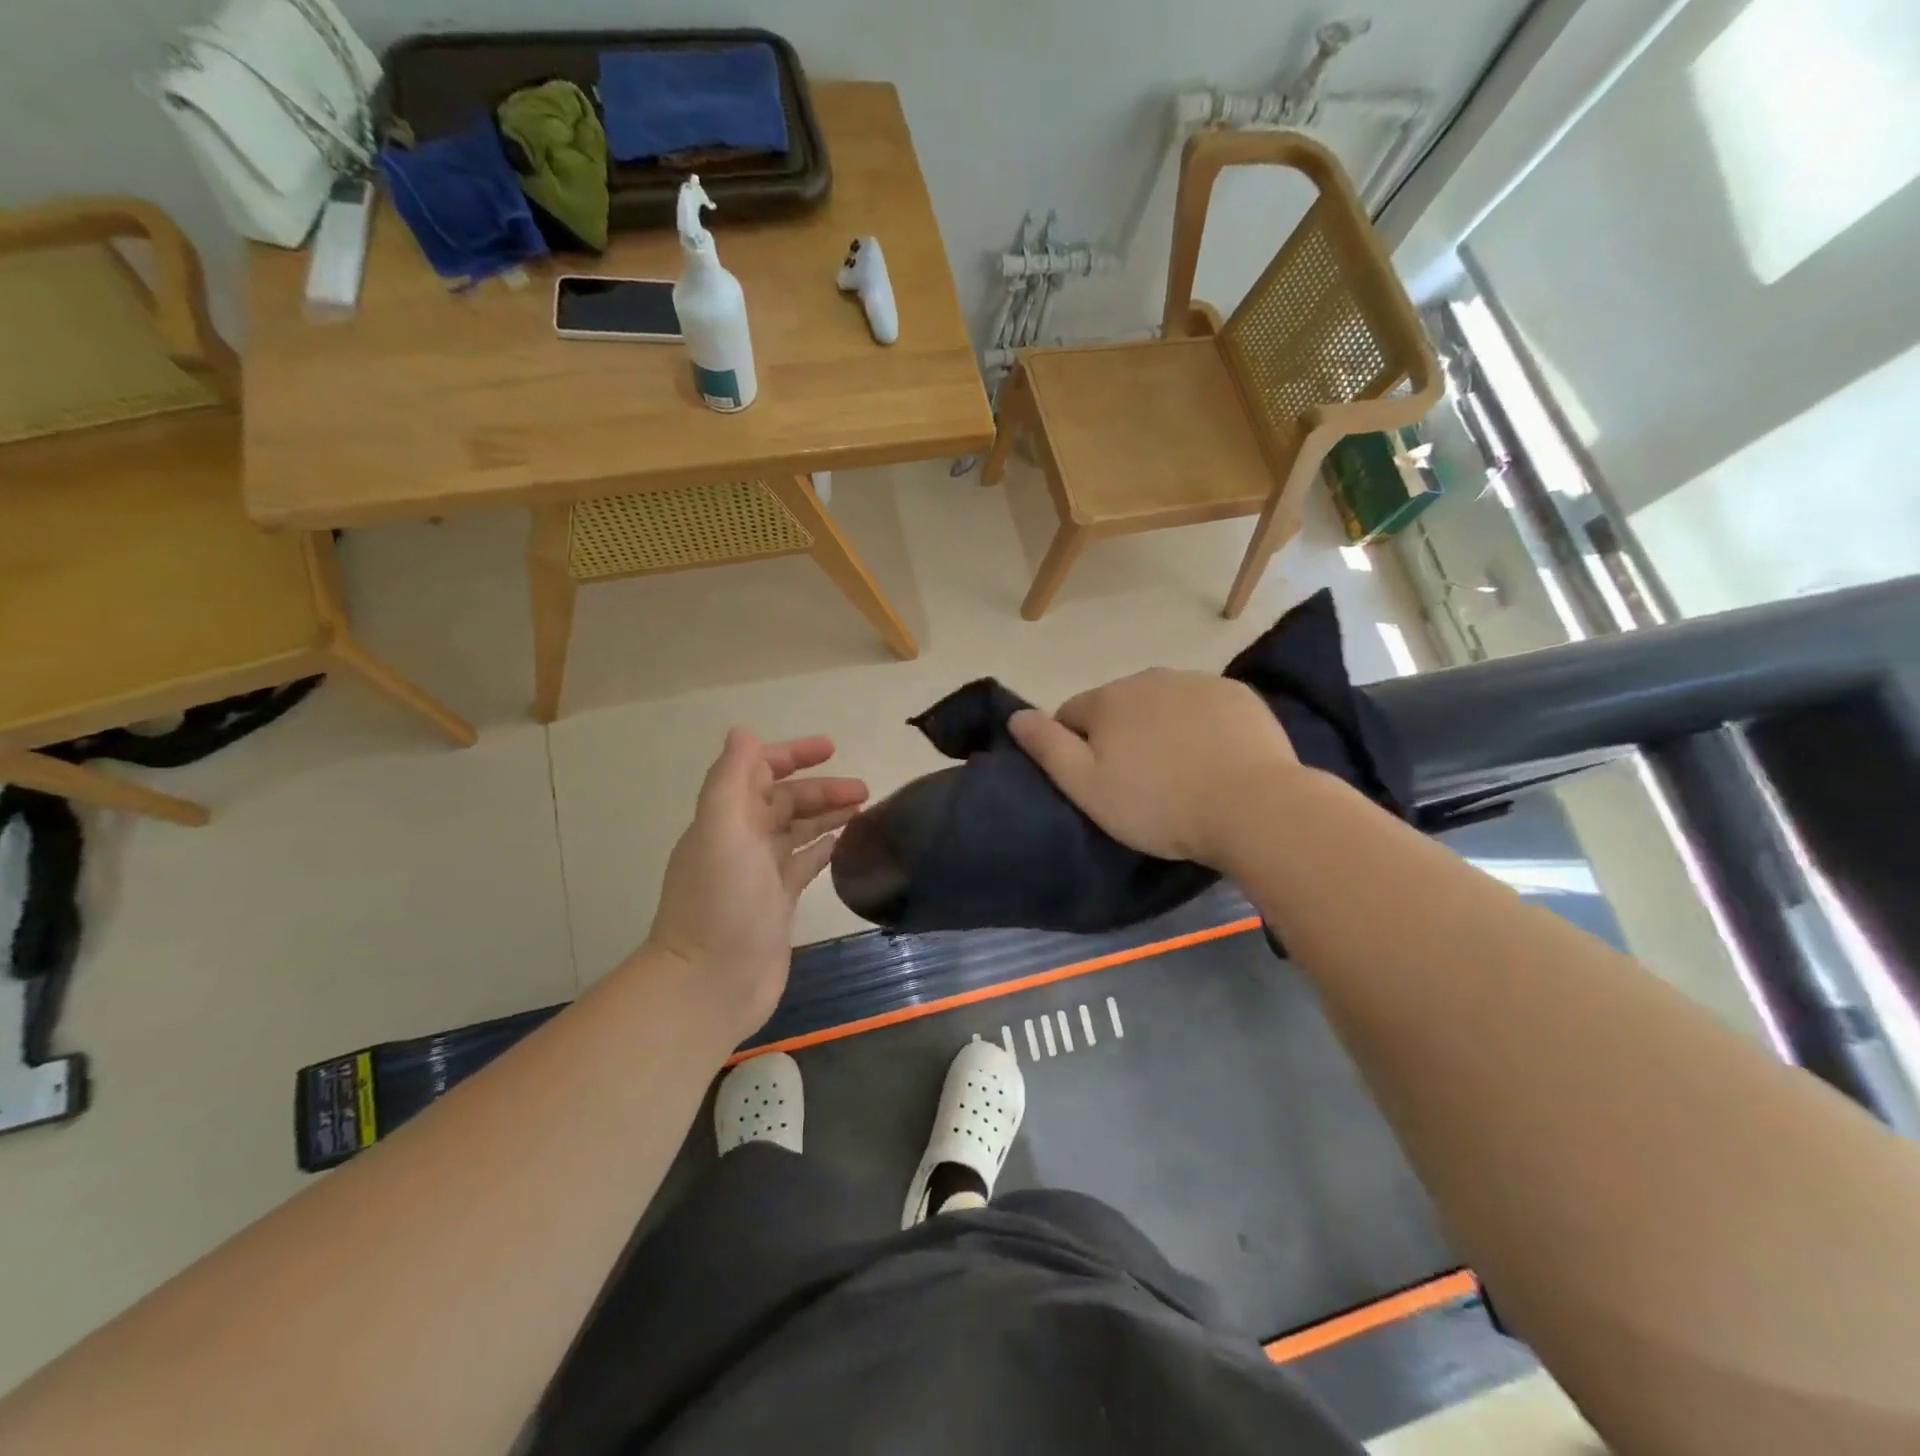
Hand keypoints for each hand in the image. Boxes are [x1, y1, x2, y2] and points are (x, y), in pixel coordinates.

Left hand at [645, 729, 867, 1039]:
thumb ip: (731, 780)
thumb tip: (742, 731)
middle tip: (864, 789)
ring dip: (827, 814)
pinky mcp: (778, 902)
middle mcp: (741, 840)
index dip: (791, 755)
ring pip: (798, 830)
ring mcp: (760, 873)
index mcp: (726, 819)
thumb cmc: (720, 903)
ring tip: (866, 809)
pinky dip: (824, 848)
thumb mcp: (721, 831)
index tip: (831, 749)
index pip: (758, 772)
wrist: (710, 984)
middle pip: (785, 801)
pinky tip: (847, 843)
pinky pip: (804, 863)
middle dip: (821, 788)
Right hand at [1008, 669, 1296, 868]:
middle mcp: (1149, 678)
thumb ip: (1047, 747)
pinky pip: (1204, 706)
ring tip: (1180, 774)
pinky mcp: (1237, 695)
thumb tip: (1016, 715)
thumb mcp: (1088, 787)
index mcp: (1108, 699)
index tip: (1098, 783)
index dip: (1077, 748)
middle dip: (1120, 735)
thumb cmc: (1159, 804)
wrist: (1253, 807)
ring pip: (1162, 704)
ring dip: (1160, 728)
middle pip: (1118, 706)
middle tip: (1139, 783)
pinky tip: (1214, 759)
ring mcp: (1198, 682)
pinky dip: (1201, 726)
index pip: (1072, 715)